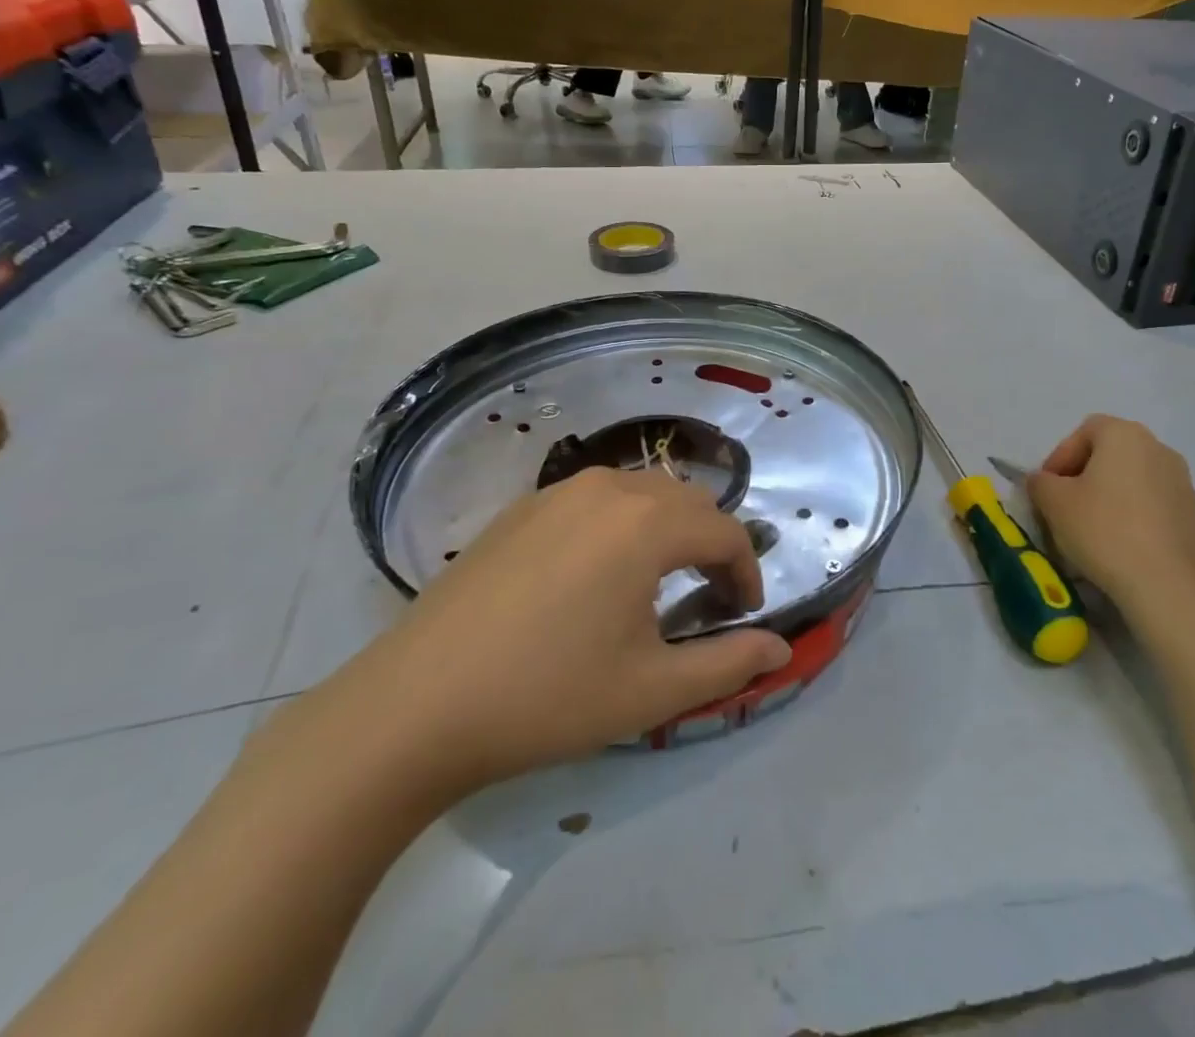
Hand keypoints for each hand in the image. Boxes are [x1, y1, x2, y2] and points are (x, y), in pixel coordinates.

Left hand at [328, 468, 791, 802]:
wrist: (414, 706)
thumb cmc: (547, 696)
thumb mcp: (651, 690)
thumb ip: (728, 664)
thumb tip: (780, 650)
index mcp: (647, 523)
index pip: (724, 532)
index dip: (745, 572)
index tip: (743, 614)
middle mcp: (609, 488)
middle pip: (686, 502)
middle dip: (710, 544)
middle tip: (707, 598)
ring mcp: (558, 492)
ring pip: (641, 494)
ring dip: (667, 529)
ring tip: (656, 583)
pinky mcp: (521, 508)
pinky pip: (595, 500)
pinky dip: (620, 525)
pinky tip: (595, 576)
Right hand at [1026, 415, 1194, 628]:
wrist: (1165, 585)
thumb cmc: (1103, 529)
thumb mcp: (1053, 502)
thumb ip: (1040, 483)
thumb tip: (1043, 482)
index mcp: (1124, 434)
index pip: (1083, 432)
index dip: (1059, 457)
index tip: (1046, 488)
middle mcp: (1157, 447)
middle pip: (1109, 453)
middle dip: (1082, 475)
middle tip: (1063, 505)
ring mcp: (1180, 481)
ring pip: (1130, 478)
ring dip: (1106, 495)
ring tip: (1088, 528)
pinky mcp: (1192, 514)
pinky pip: (1150, 502)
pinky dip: (1130, 513)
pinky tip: (1117, 543)